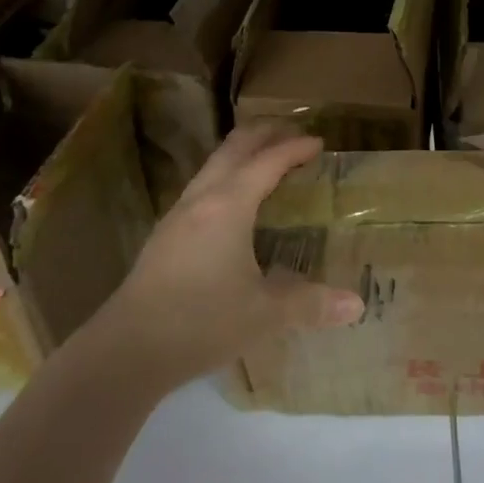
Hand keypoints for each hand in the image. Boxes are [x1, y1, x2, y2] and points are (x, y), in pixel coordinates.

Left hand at [86, 124, 365, 388]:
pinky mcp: (164, 236)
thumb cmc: (200, 321)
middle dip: (264, 134)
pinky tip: (232, 202)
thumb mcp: (264, 314)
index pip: (268, 161)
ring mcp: (177, 215)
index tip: (319, 141)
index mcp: (229, 205)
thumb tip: (358, 305)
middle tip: (292, 131)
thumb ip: (311, 304)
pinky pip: (202, 186)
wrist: (125, 351)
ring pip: (213, 165)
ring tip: (265, 158)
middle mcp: (202, 199)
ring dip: (241, 153)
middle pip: (234, 148)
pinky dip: (226, 176)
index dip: (294, 148)